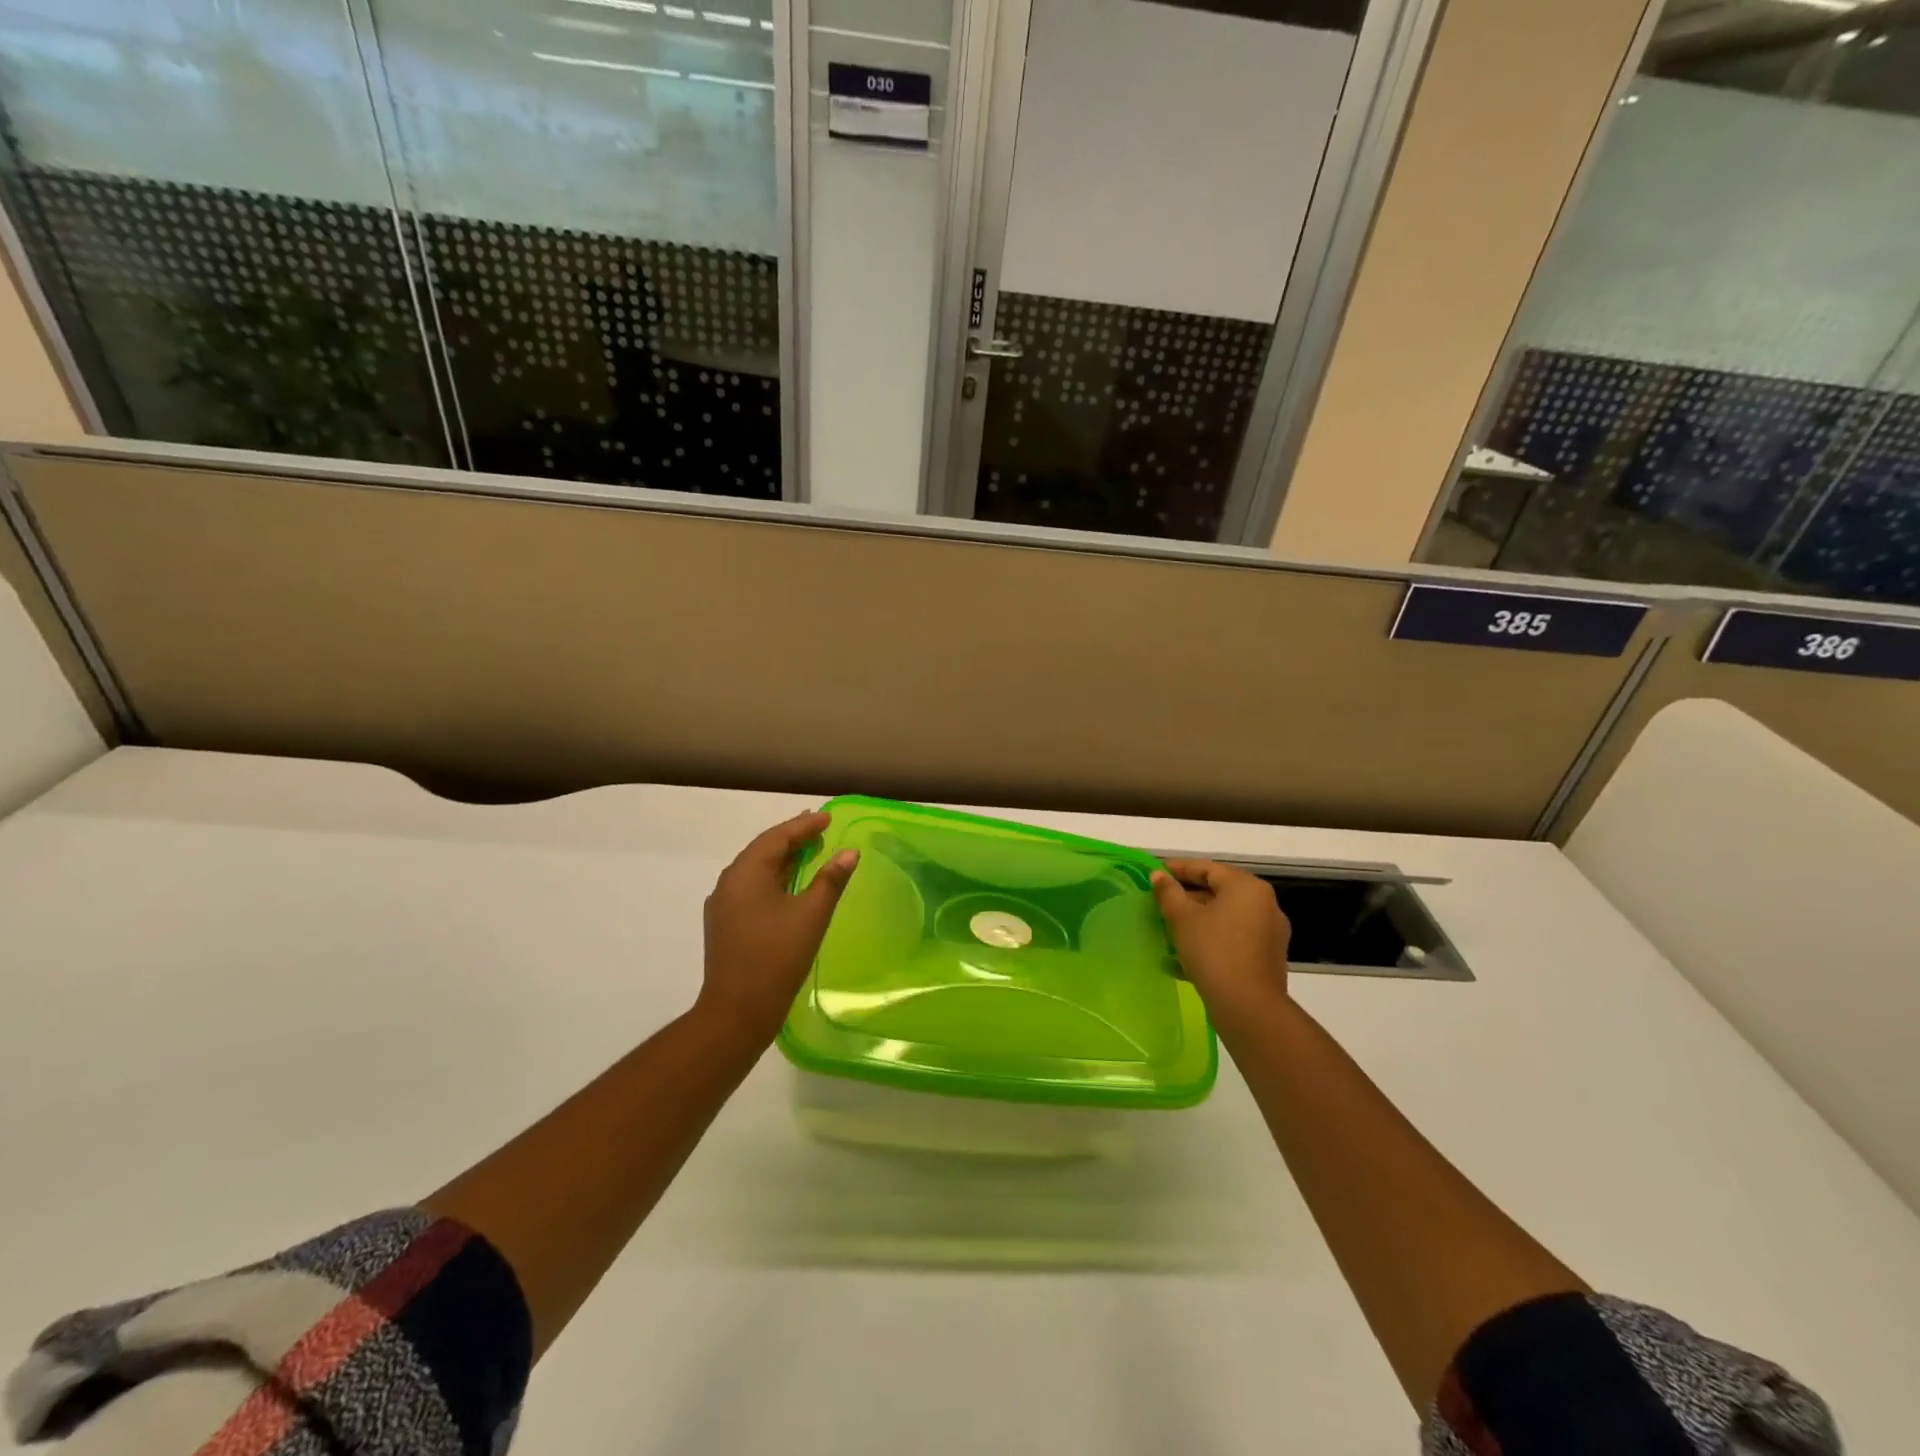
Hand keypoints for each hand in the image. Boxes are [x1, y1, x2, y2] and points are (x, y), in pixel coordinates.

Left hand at [696, 810, 858, 1044]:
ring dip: (782, 859)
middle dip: (792, 838)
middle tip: (818, 828)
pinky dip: (773, 879)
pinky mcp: (725, 924)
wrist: (737, 1012)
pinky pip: (751, 888)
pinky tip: (789, 886)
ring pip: (756, 870)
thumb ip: (831, 880)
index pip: (778, 837)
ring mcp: (723, 904)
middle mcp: (729, 882)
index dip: (804, 826)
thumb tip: (849, 852)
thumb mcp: (811, 915)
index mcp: (746, 872)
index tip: (828, 818)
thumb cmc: (777, 957)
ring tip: (808, 851)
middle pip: (763, 850)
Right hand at [1151, 859, 1290, 1027]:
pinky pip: (1232, 940)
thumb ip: (1168, 892)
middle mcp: (1264, 905)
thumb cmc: (1214, 951)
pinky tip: (1181, 959)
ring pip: (1224, 918)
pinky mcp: (1266, 958)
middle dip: (1187, 897)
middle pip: (1218, 892)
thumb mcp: (1182, 918)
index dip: (1178, 868)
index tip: (1155, 873)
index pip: (1208, 868)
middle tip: (1159, 903)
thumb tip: (1159, 876)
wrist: (1249, 1008)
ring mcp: (1268, 933)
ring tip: (1167, 930)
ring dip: (1196, 922)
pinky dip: (1209, 942)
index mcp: (1247, 887)